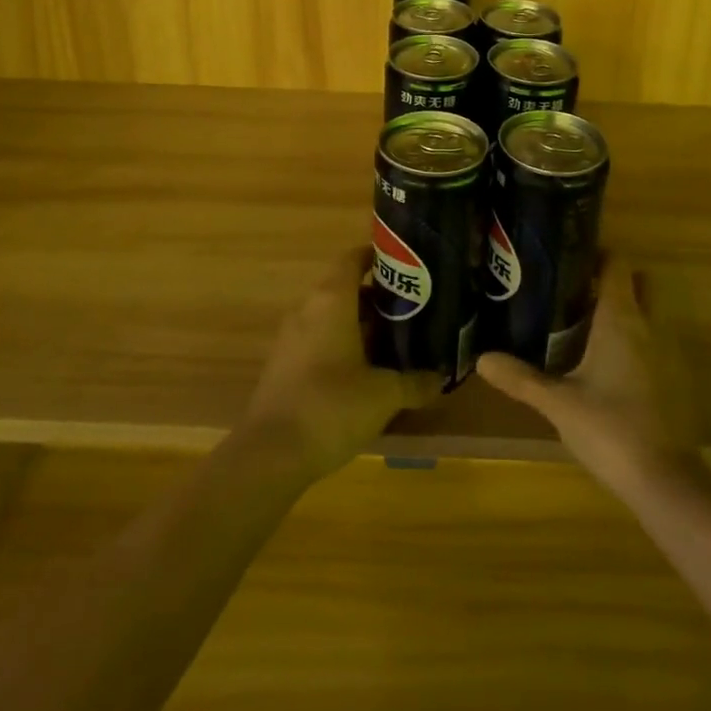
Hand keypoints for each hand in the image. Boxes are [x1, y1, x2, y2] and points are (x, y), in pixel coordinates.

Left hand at [239, 246, 443, 484]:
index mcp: (332, 299)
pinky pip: (318, 340)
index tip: (406, 264)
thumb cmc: (332, 406)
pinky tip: (363, 372)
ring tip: (393, 342)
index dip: (378, 255)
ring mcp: (291, 337)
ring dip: (359, 324)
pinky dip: (341, 345)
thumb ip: (415, 382)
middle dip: (377, 297)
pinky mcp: (283, 365)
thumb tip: (440, 377)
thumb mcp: (384, 395)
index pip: (353, 257)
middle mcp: (308, 308)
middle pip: (344, 287)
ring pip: (331, 316)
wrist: (270, 454)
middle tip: (411, 310)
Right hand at [476, 256, 699, 496]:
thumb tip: (481, 358)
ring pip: (648, 316)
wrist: (666, 482)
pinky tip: (607, 367)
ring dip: (625, 313)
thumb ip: (521, 378)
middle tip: (575, 291)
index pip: (617, 265)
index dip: (597, 253)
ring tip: (584, 326)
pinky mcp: (674, 383)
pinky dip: (635, 344)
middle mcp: (649, 327)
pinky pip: (653, 346)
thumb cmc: (609, 428)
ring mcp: (667, 355)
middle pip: (639, 285)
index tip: (570, 255)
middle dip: (614, 282)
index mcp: (621, 319)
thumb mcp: (557, 402)